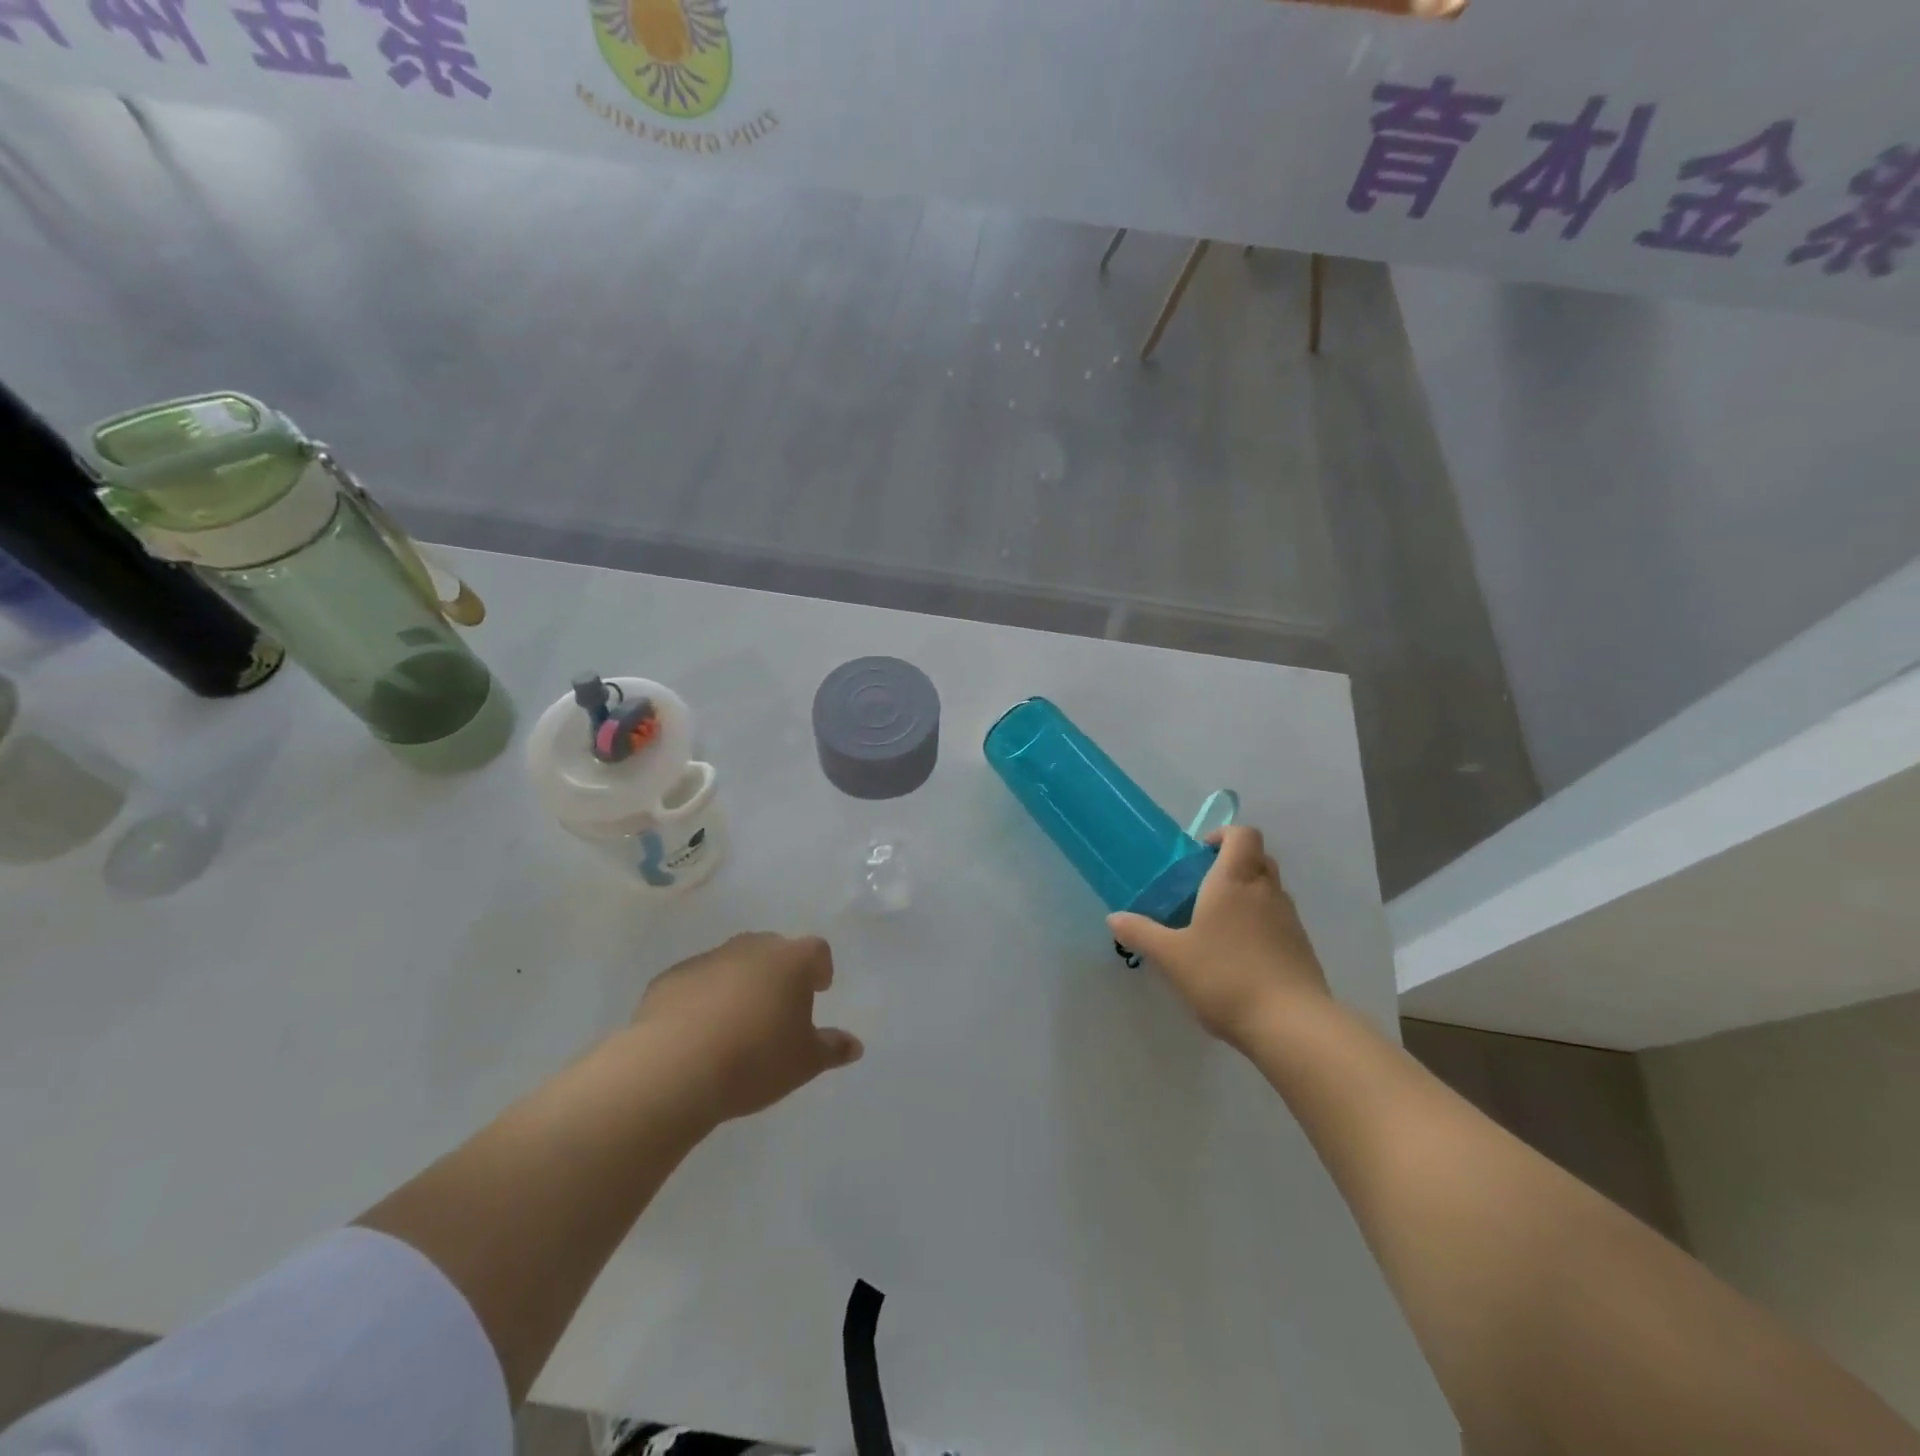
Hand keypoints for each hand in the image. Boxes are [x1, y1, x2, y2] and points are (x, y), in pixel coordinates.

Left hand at [632, 932, 862, 1121]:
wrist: (674, 1068)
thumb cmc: (755, 1059)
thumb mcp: (804, 1062)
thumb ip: (832, 1049)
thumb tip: (855, 1045)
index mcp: (791, 961)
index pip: (816, 951)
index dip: (820, 968)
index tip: (819, 989)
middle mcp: (751, 949)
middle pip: (773, 950)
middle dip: (779, 972)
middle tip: (778, 1007)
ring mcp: (707, 959)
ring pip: (732, 964)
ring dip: (739, 984)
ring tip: (736, 1023)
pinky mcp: (669, 979)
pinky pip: (696, 983)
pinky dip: (702, 998)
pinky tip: (697, 1032)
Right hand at [1108, 825, 1329, 1046]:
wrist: (1291, 1024)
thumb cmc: (1224, 976)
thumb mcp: (1171, 956)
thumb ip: (1141, 933)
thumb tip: (1113, 918)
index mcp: (1234, 880)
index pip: (1242, 835)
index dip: (1224, 834)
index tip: (1200, 852)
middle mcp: (1266, 891)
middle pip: (1259, 858)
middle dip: (1234, 863)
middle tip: (1204, 885)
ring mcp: (1290, 919)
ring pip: (1270, 890)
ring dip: (1248, 895)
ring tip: (1218, 925)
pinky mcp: (1302, 948)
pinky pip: (1279, 921)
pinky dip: (1261, 925)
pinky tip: (1239, 956)